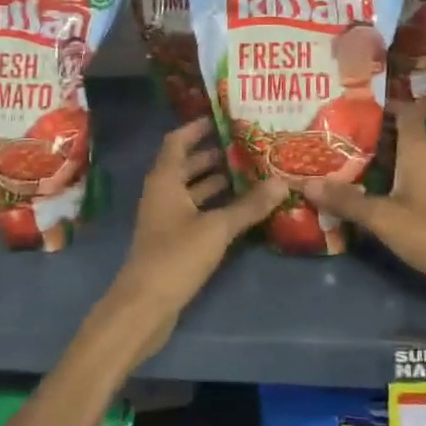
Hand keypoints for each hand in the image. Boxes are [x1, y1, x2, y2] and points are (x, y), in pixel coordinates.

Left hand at [104, 119, 285, 356]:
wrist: (144, 307)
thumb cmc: (175, 257)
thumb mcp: (217, 229)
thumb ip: (249, 206)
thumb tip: (282, 182)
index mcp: (164, 181)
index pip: (177, 141)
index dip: (197, 128)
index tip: (224, 118)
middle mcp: (162, 194)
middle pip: (187, 165)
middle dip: (215, 155)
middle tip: (249, 145)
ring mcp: (165, 219)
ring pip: (193, 190)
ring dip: (217, 181)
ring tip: (252, 172)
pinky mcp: (172, 241)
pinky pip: (196, 212)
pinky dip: (215, 206)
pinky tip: (241, 209)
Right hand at [302, 97, 425, 296]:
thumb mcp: (383, 217)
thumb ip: (346, 200)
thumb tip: (306, 182)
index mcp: (418, 149)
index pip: (403, 111)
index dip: (380, 103)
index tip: (349, 102)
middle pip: (395, 134)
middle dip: (366, 133)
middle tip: (330, 132)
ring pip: (398, 158)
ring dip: (372, 158)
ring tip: (336, 158)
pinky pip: (403, 178)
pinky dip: (382, 178)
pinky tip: (361, 190)